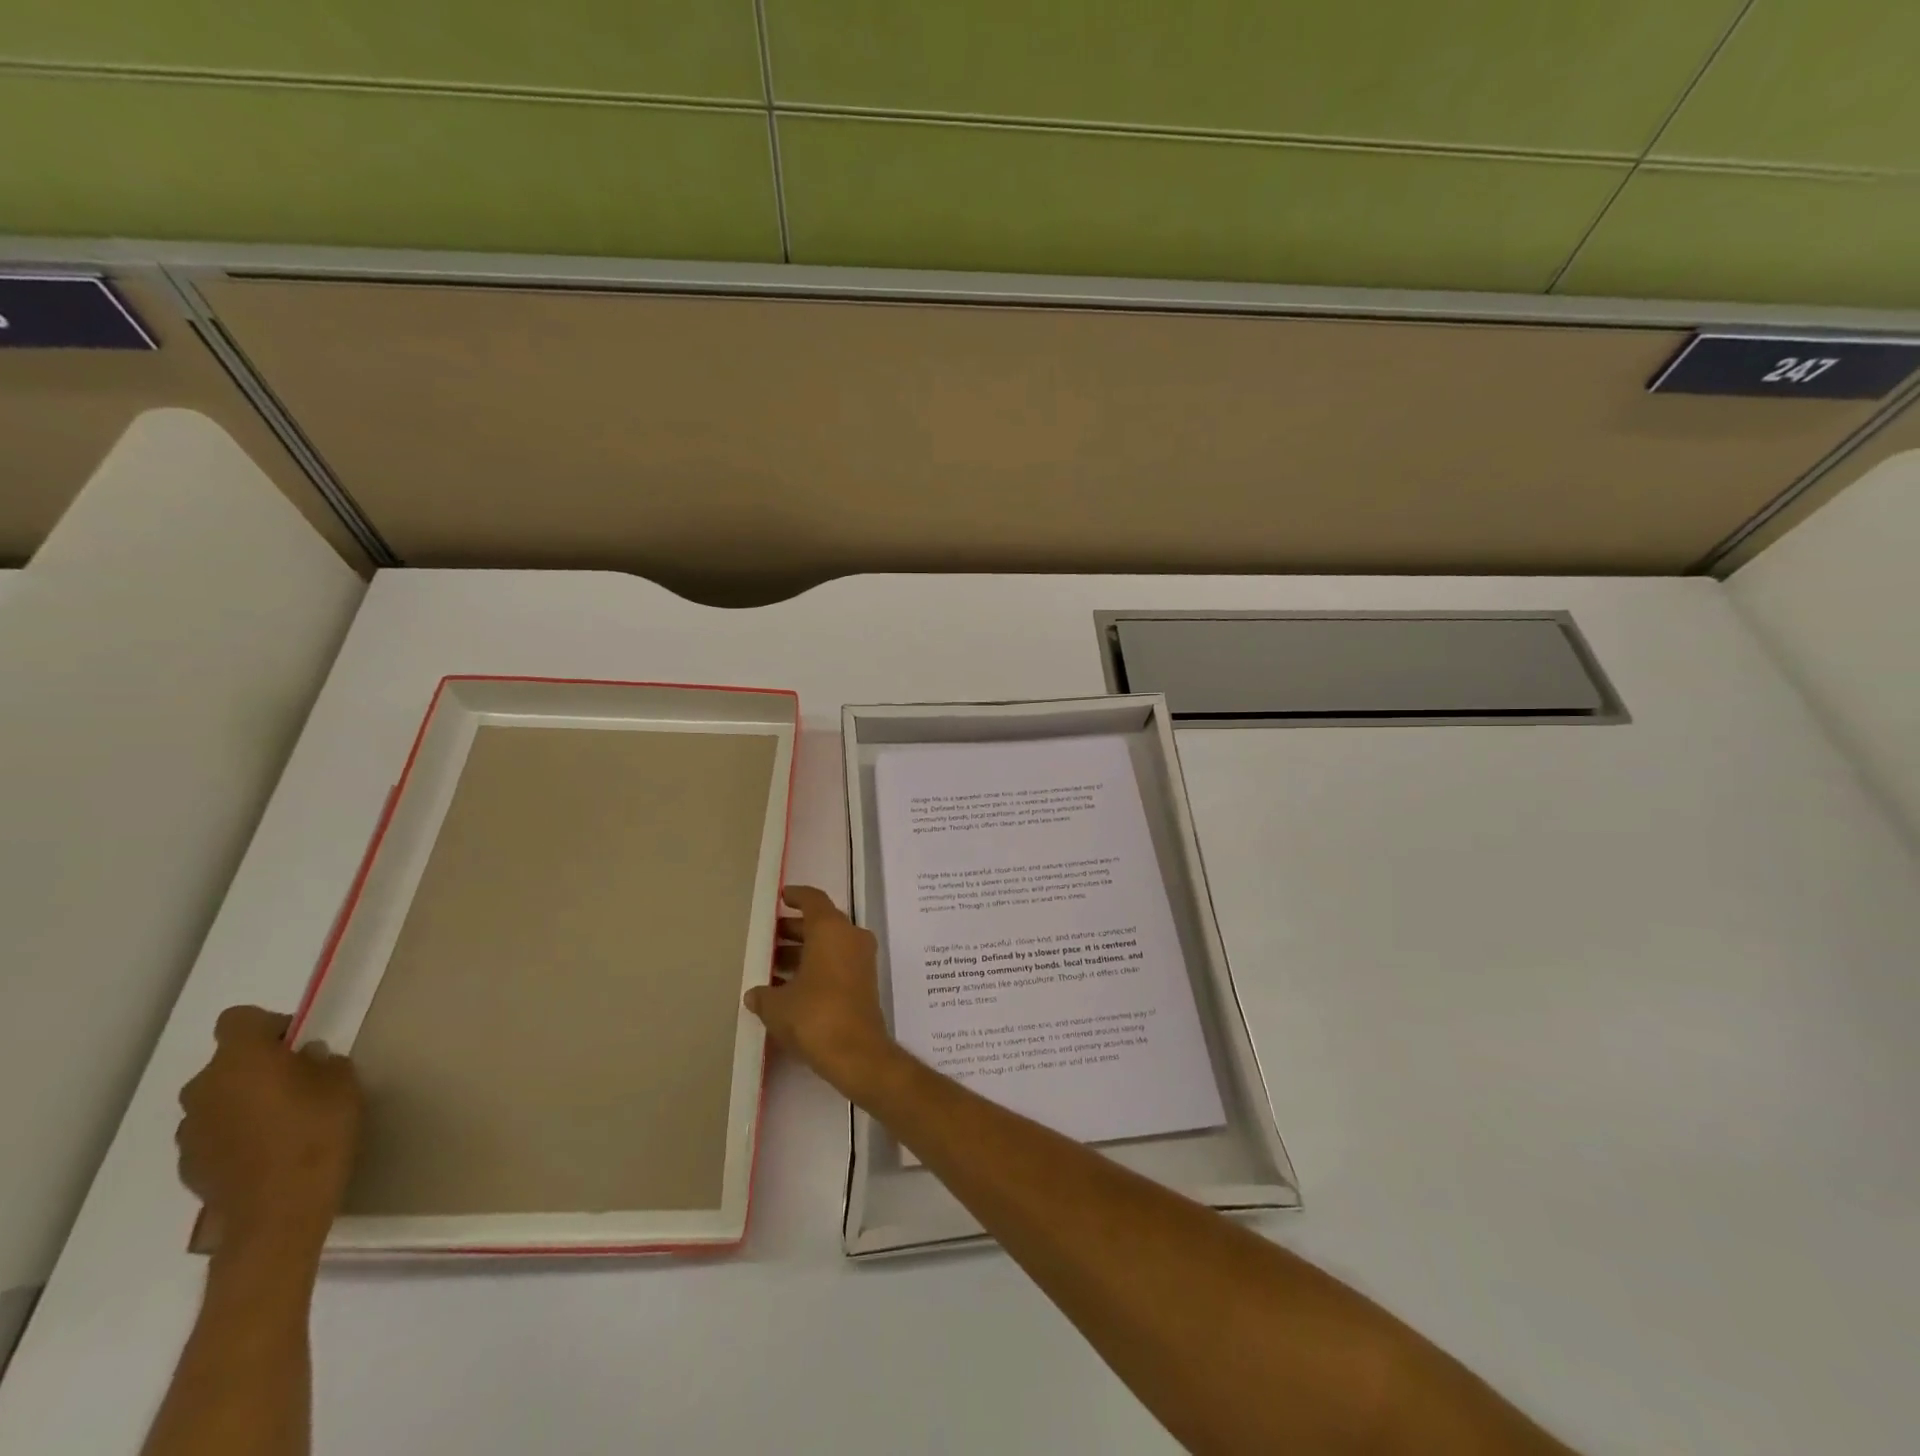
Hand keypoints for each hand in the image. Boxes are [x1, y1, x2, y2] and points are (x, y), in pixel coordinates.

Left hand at [176, 1006, 361, 1256]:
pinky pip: (215, 1131)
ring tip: (285, 1120)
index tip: (297, 1043)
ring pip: (220, 1098)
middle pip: (227, 1061)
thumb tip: (305, 1060)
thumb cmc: (317, 1133)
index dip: (269, 1024)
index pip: (239, 1019)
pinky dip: (237, 1132)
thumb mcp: (343, 1084)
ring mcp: (190, 1130)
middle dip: (259, 1065)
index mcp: (240, 1060)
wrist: (278, 1212)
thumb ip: (321, 1062)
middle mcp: (204, 1089)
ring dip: (245, 1100)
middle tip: (300, 1081)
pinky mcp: (190, 1163)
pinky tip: (268, 1150)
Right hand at [746, 886, 900, 1099]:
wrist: (856, 1053)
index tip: (781, 897)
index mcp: (831, 929)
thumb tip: (755, 995)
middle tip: (768, 938)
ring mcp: (861, 960)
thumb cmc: (814, 1016)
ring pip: (829, 945)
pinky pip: (837, 963)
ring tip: (772, 965)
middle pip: (821, 923)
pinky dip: (816, 967)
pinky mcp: (864, 983)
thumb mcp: (777, 1006)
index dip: (796, 896)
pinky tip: (790, 986)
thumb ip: (763, 995)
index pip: (813, 900)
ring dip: (803, 951)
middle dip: (793, 929)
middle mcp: (850, 937)